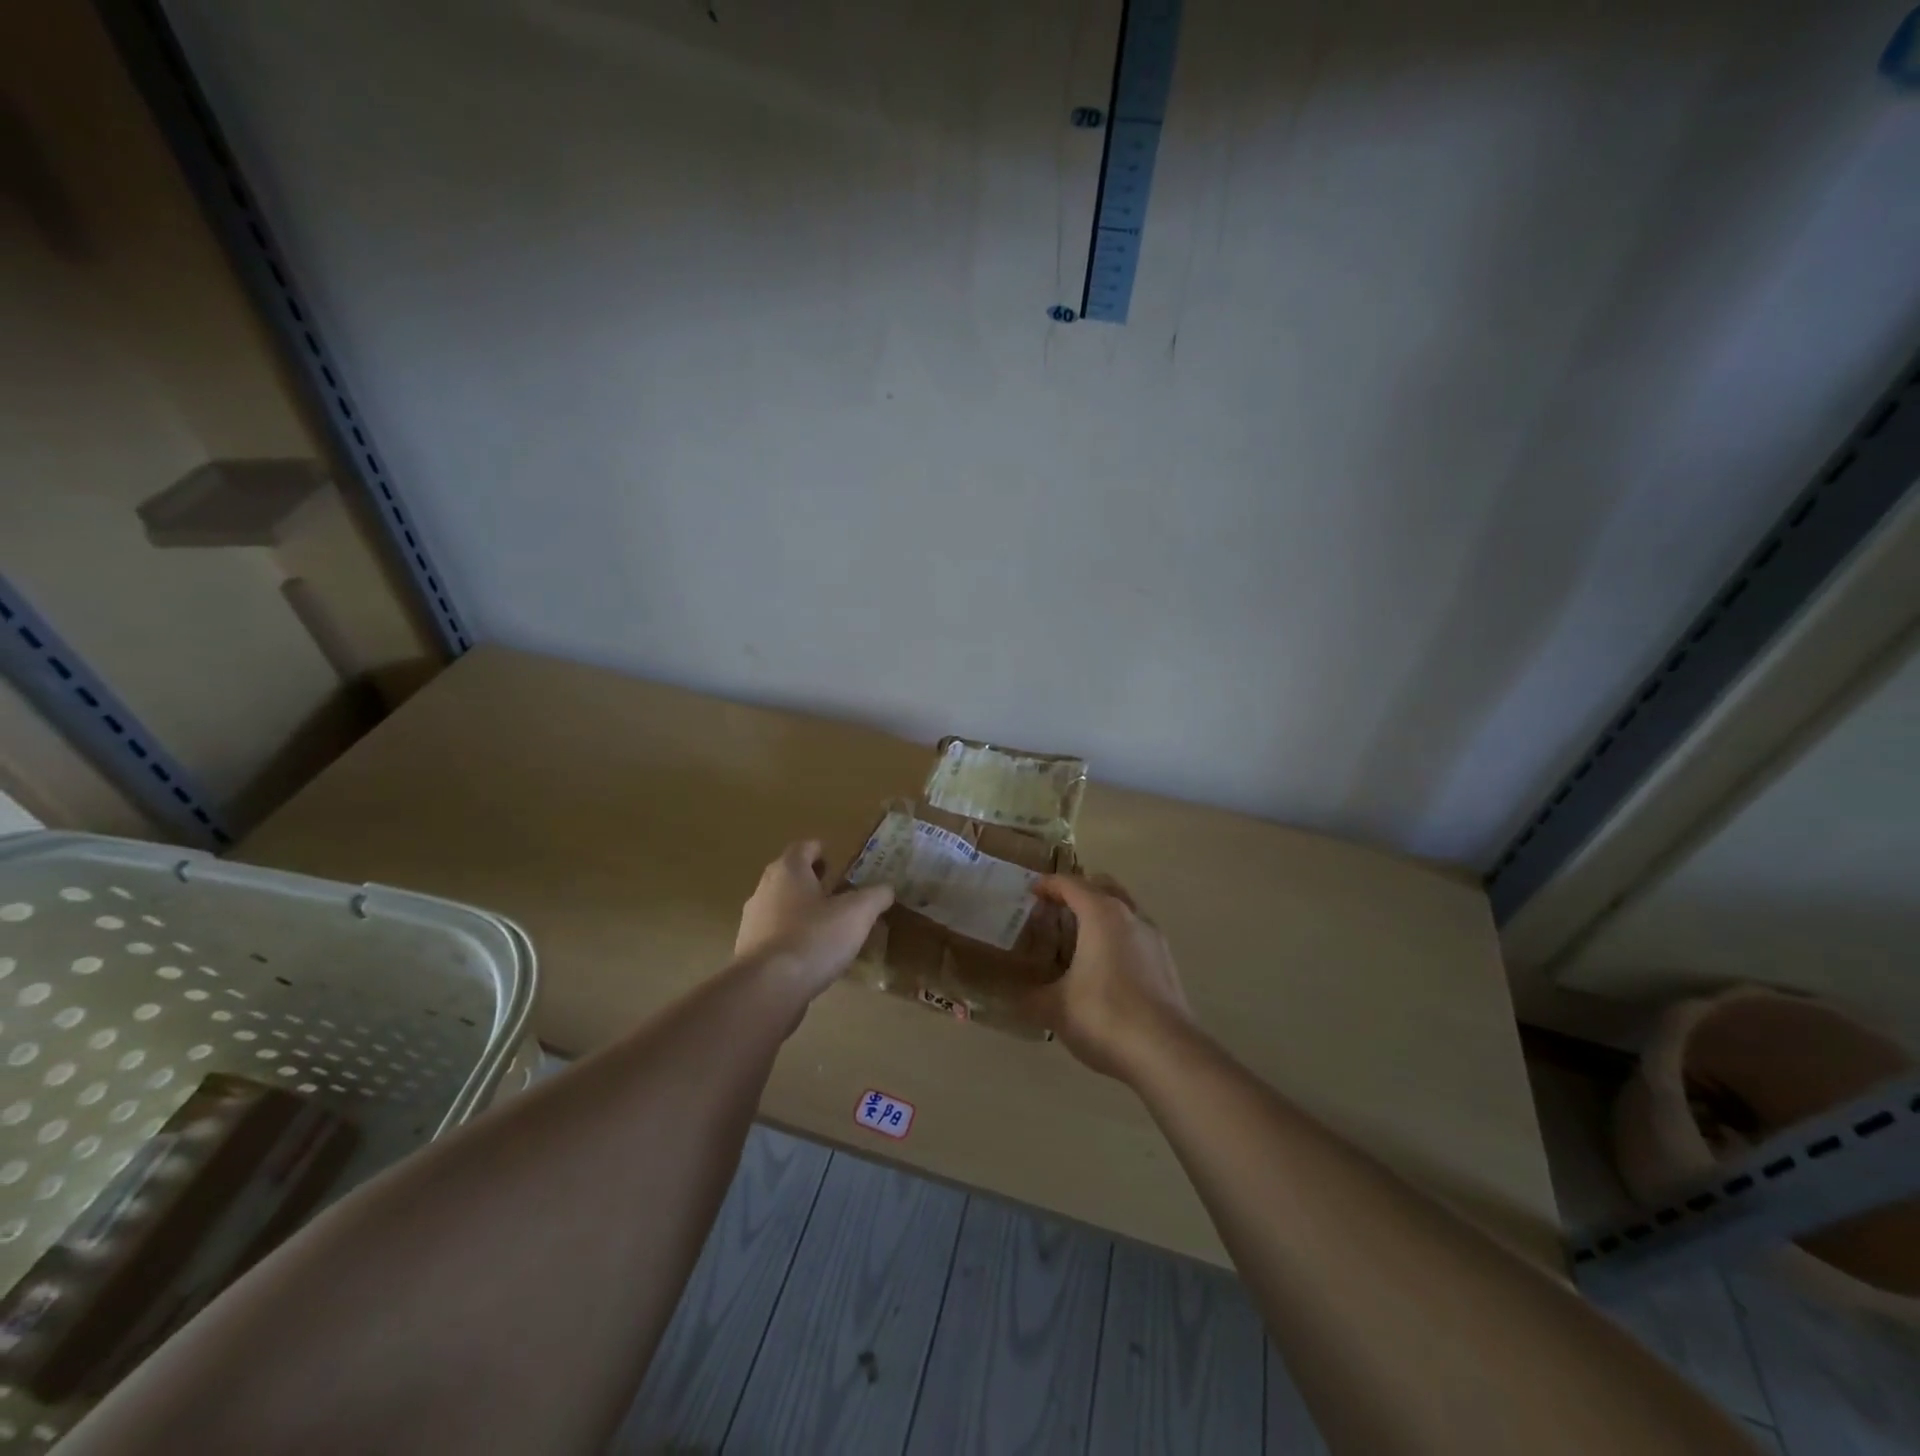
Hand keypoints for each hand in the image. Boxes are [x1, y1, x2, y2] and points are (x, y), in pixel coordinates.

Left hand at [735, 840, 892, 998]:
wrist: (768, 988)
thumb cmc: (814, 938)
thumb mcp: (857, 914)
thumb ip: (875, 896)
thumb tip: (887, 889)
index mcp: (788, 871)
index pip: (803, 847)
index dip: (820, 850)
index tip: (836, 861)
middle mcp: (764, 889)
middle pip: (788, 876)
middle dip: (811, 881)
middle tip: (837, 892)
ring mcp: (752, 921)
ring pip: (779, 906)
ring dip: (800, 911)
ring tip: (827, 926)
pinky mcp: (749, 951)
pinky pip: (774, 935)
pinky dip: (791, 938)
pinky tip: (811, 956)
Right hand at [1024, 874, 1192, 1079]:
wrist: (1166, 1053)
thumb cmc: (1104, 1015)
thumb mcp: (1054, 1008)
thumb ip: (1028, 996)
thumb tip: (1006, 996)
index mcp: (1101, 914)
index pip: (1070, 884)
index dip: (1047, 885)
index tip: (1029, 894)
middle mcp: (1130, 916)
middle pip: (1102, 887)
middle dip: (1078, 892)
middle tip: (1055, 910)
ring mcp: (1154, 939)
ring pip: (1124, 910)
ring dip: (1100, 915)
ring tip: (1077, 940)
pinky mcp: (1166, 964)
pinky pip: (1136, 936)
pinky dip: (1117, 938)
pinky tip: (1103, 969)